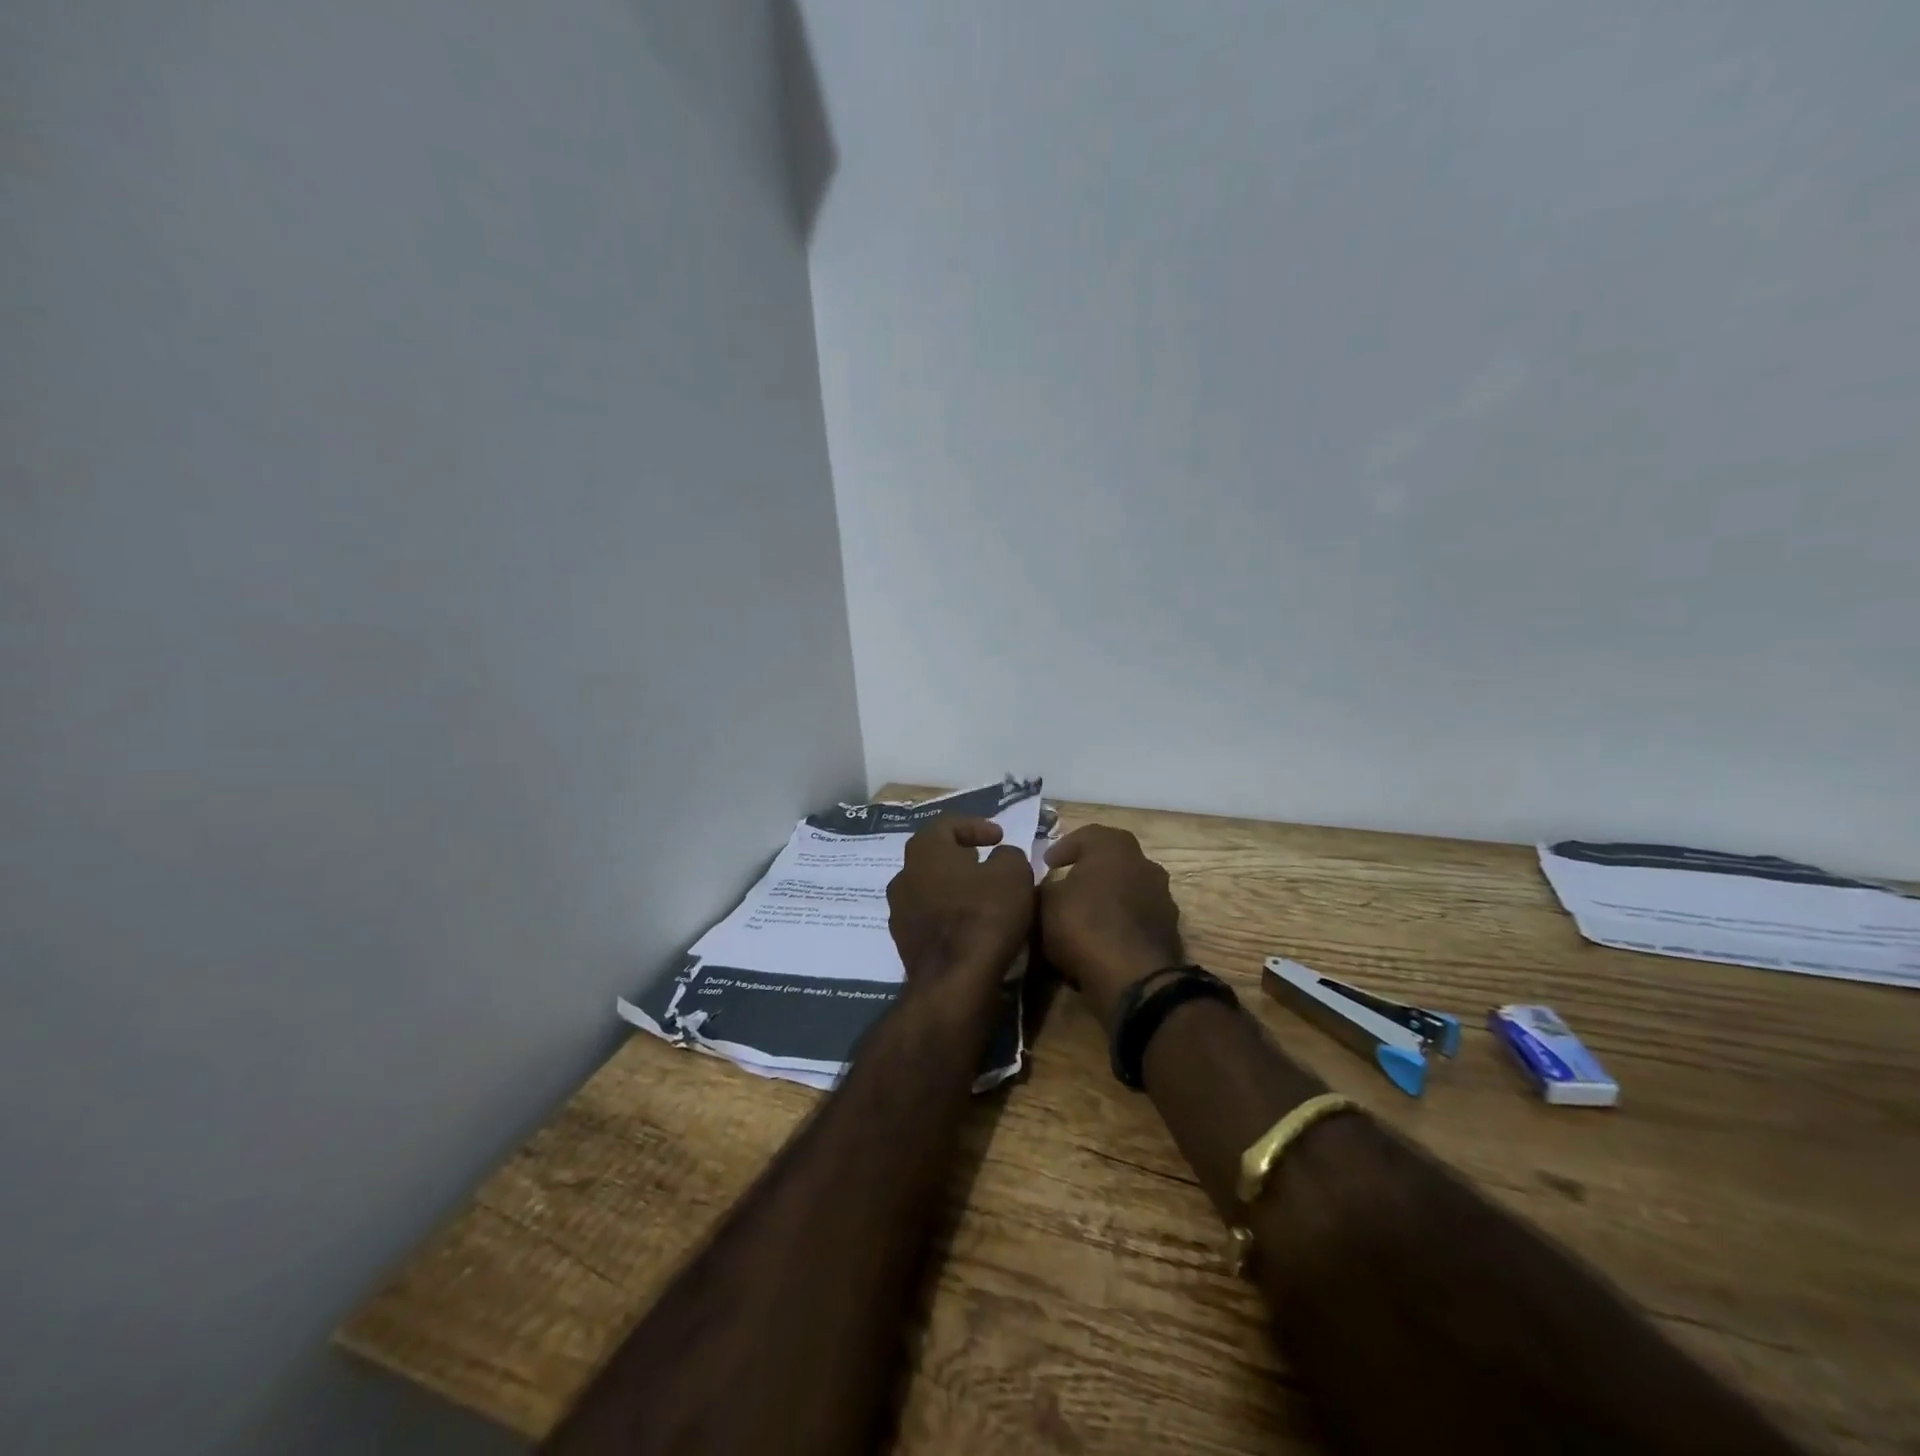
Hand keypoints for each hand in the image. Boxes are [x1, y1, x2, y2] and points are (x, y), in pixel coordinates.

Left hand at [887, 816, 1035, 992]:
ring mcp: (899, 912)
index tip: (999, 837)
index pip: (946, 824)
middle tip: (988, 863)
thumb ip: (1008, 855)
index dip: (975, 825)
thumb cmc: (984, 915)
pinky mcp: (904, 944)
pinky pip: (930, 918)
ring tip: (983, 896)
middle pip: (933, 856)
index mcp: (924, 850)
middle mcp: (903, 876)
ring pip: (929, 888)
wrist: (955, 982)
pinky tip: (972, 926)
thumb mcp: (1013, 872)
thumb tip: (1001, 858)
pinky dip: (950, 915)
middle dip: (961, 857)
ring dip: (954, 888)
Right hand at [1040, 825, 1184, 1024]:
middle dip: (1089, 870)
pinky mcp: (1170, 929)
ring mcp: (1162, 896)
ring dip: (1108, 897)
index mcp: (1114, 846)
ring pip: (1127, 888)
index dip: (1063, 848)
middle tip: (1067, 884)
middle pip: (1111, 860)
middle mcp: (1144, 863)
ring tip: (1085, 915)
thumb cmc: (1083, 925)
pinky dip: (1121, 921)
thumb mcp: (1045, 903)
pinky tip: (1103, 937)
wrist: (1132, 978)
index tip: (1048, 864)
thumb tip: (1048, 886)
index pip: (1086, 835)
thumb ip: (1044, 887)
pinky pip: (1137, 916)